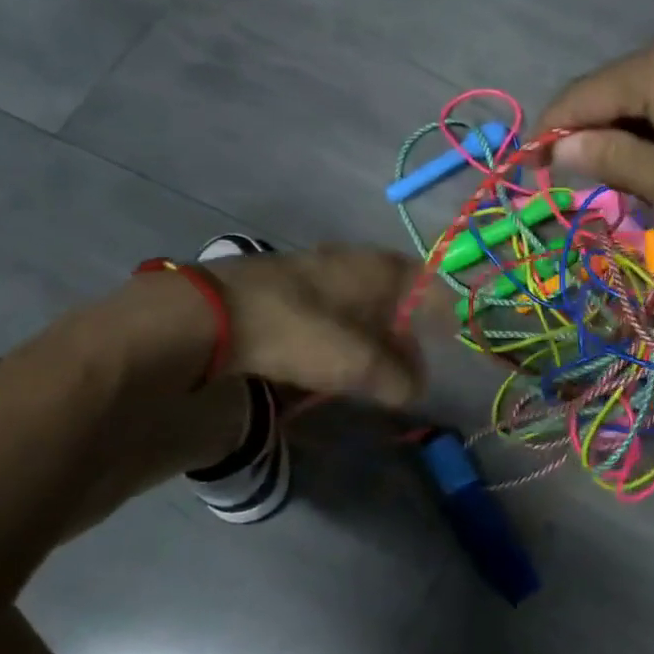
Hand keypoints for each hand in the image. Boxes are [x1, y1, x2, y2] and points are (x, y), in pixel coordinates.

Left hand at [71, 246, 432, 406]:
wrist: (205, 322)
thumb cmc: (300, 331)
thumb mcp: (361, 363)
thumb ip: (398, 378)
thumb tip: (414, 389)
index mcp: (371, 267)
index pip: (422, 278)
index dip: (440, 306)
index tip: (449, 335)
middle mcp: (341, 264)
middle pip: (387, 295)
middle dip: (402, 330)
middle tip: (409, 366)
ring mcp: (302, 277)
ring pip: (351, 307)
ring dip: (367, 339)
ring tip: (370, 374)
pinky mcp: (273, 298)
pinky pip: (319, 320)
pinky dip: (333, 342)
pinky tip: (326, 367)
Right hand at [536, 25, 653, 249]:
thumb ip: (615, 161)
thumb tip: (561, 149)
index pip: (581, 98)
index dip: (551, 138)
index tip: (534, 177)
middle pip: (615, 89)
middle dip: (594, 138)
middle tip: (593, 192)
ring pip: (651, 91)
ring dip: (633, 134)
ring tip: (638, 186)